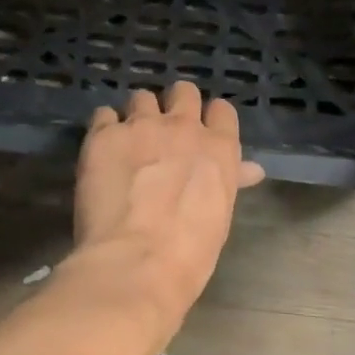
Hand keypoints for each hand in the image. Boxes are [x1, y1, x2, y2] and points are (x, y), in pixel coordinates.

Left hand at [69, 83, 265, 332]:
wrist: (136, 262)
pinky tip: (102, 150)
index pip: (222, 110)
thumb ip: (230, 180)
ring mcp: (141, 126)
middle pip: (183, 92)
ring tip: (129, 141)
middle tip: (164, 131)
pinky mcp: (103, 134)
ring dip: (138, 115)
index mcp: (219, 147)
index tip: (202, 134)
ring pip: (141, 98)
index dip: (211, 119)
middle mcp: (182, 126)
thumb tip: (252, 170)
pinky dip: (105, 127)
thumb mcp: (220, 214)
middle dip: (175, 106)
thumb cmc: (190, 252)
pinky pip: (103, 114)